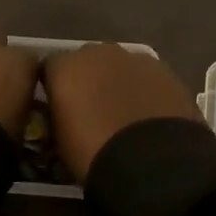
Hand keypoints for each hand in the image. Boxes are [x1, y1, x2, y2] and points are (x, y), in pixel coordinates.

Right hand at [42, 43, 202, 181]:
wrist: (150, 163)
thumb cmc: (92, 154)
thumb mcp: (59, 138)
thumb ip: (58, 114)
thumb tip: (64, 111)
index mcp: (65, 67)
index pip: (50, 67)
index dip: (55, 86)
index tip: (58, 107)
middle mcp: (97, 53)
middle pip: (87, 61)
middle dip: (88, 79)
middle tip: (93, 109)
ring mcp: (134, 59)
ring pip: (120, 66)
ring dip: (119, 82)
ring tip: (125, 115)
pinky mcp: (165, 71)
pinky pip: (147, 77)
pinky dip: (145, 91)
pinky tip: (149, 116)